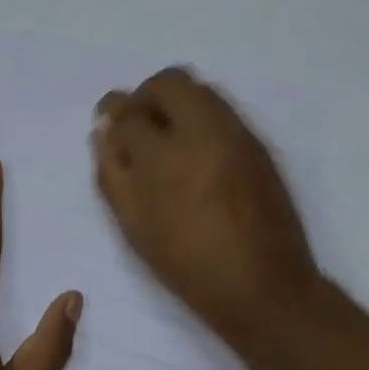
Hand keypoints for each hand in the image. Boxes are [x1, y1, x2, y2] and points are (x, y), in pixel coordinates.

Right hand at [93, 68, 320, 344]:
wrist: (264, 287)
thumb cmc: (189, 265)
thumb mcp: (135, 227)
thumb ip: (113, 173)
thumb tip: (104, 132)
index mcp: (166, 159)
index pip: (129, 113)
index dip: (113, 116)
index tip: (109, 127)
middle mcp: (204, 133)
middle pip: (168, 82)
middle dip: (144, 97)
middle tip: (136, 126)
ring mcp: (237, 134)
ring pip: (200, 89)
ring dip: (174, 103)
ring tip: (165, 139)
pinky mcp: (258, 144)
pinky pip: (222, 110)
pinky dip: (199, 116)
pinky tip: (194, 152)